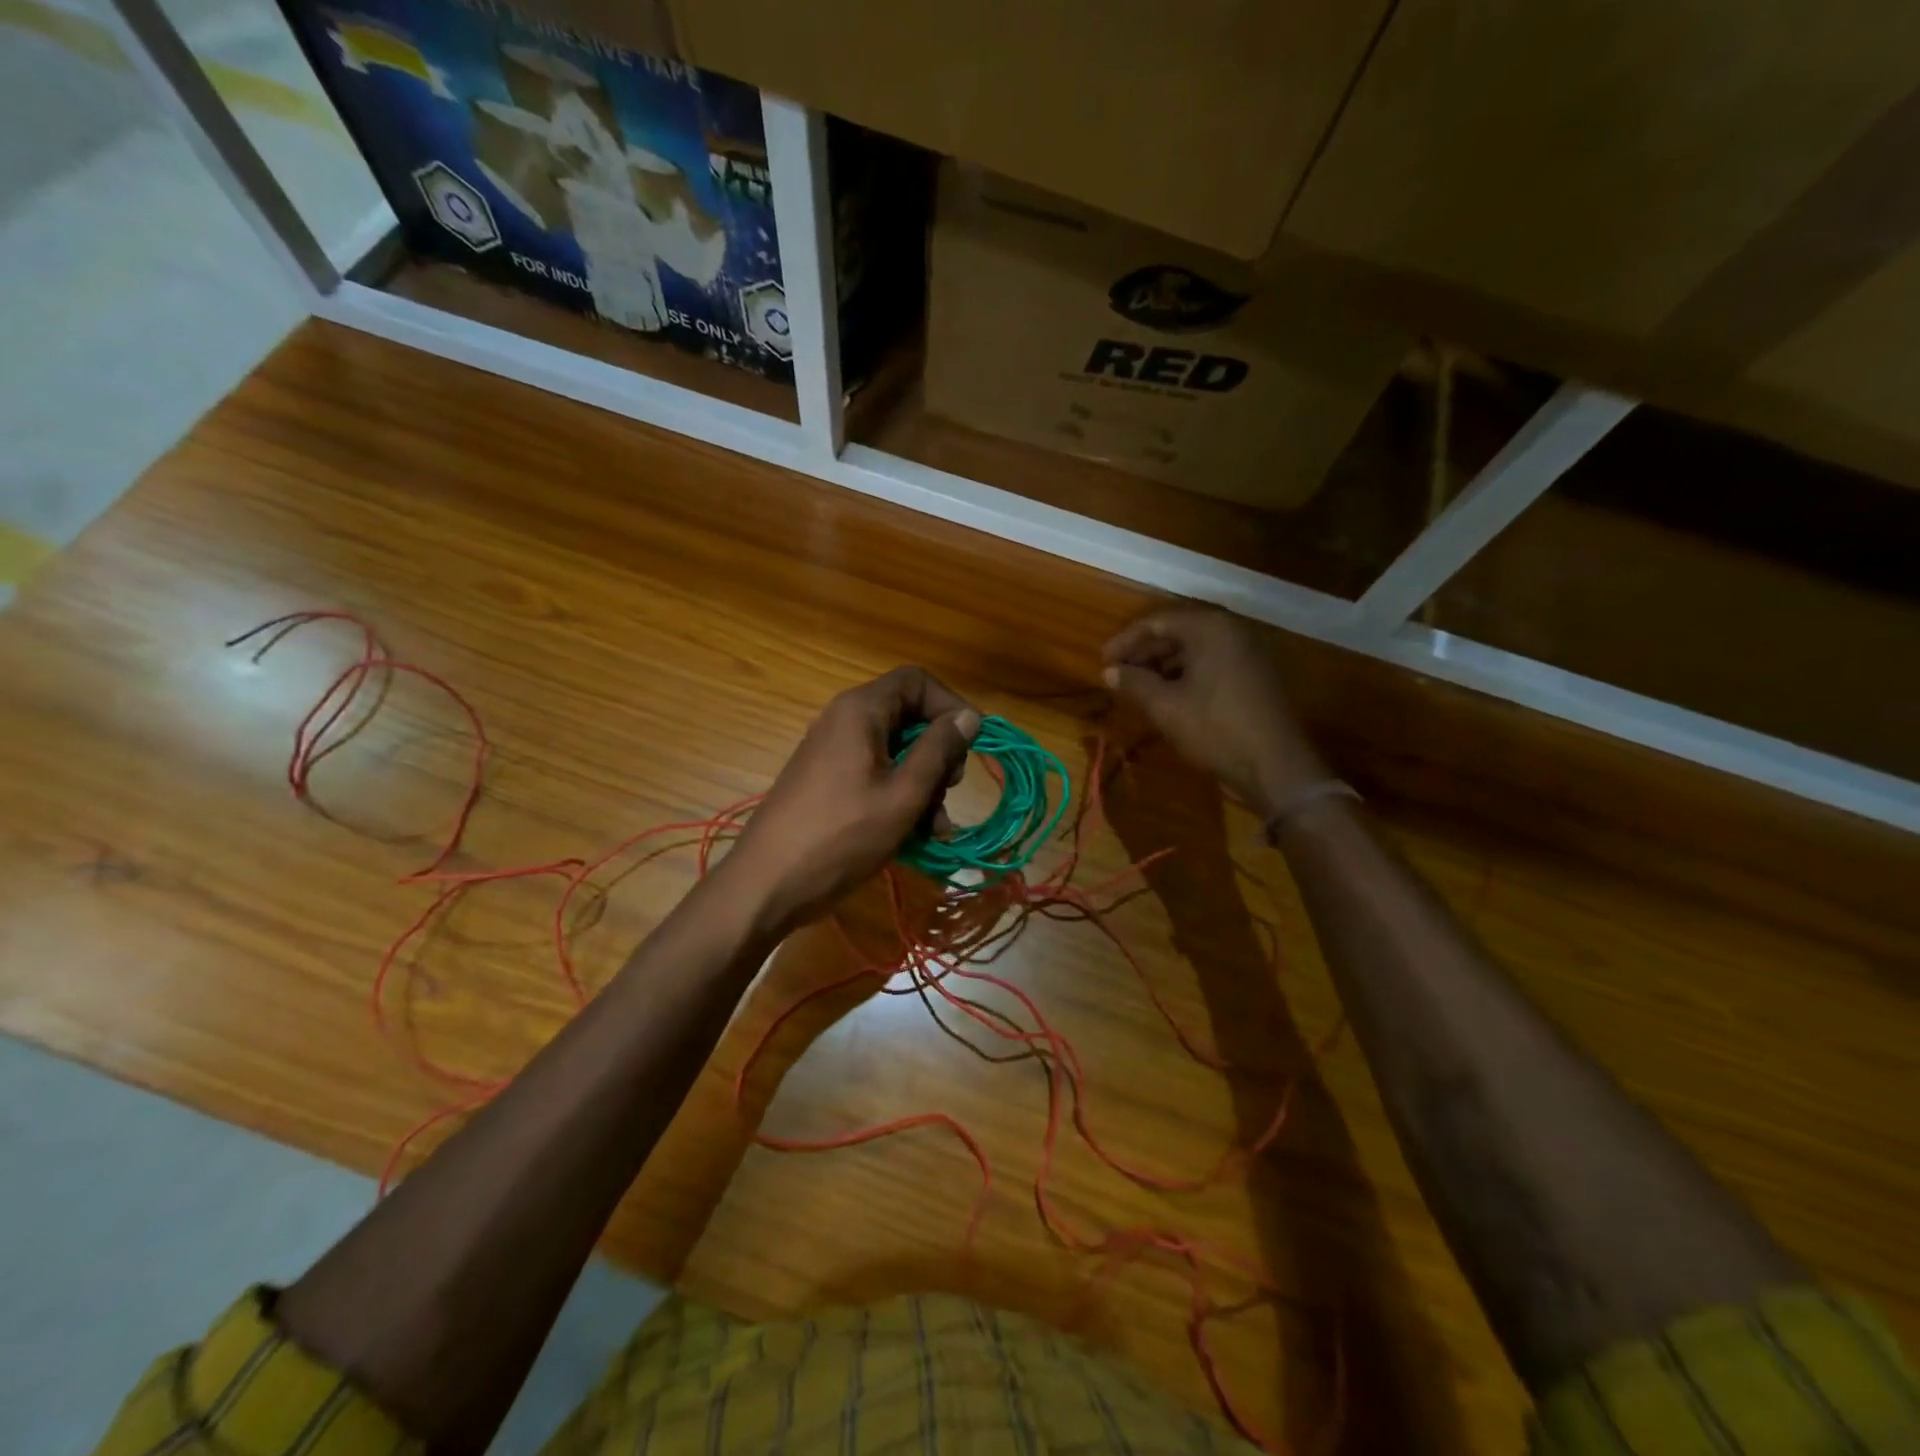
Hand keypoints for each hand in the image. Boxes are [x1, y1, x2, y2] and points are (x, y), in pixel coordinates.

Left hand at [724, 667, 980, 933]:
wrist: (767, 883)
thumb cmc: (841, 835)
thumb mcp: (903, 794)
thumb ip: (939, 750)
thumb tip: (969, 716)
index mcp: (861, 710)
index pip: (917, 681)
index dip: (950, 706)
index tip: (970, 746)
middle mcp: (844, 720)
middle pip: (908, 717)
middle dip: (938, 755)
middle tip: (949, 792)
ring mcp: (833, 751)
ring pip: (895, 751)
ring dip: (923, 784)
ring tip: (935, 830)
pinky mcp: (827, 780)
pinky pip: (874, 773)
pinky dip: (898, 796)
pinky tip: (913, 835)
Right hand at [1102, 606, 1329, 815]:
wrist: (1275, 766)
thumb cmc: (1215, 729)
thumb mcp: (1165, 707)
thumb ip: (1134, 683)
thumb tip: (1108, 672)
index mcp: (1209, 628)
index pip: (1156, 622)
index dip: (1125, 642)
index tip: (1103, 662)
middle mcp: (1232, 630)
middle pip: (1177, 632)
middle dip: (1144, 654)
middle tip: (1118, 676)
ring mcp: (1248, 652)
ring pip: (1195, 649)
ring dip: (1164, 665)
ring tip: (1139, 688)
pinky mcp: (1256, 674)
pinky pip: (1213, 662)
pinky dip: (1187, 674)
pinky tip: (1170, 696)